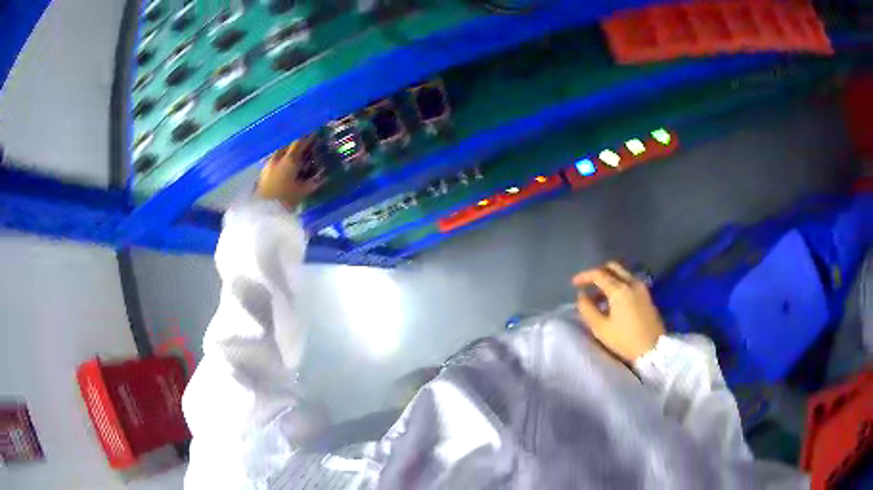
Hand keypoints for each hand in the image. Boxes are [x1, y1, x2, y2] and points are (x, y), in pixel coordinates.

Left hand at [256, 136, 323, 209]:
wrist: (263, 211)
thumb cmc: (285, 200)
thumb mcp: (303, 192)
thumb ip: (314, 182)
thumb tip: (324, 175)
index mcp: (290, 160)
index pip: (300, 143)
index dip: (309, 139)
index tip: (316, 135)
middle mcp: (278, 158)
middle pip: (288, 147)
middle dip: (297, 146)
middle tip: (305, 150)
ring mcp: (268, 165)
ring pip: (279, 153)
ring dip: (287, 153)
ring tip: (294, 160)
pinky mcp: (262, 174)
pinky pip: (273, 162)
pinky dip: (280, 162)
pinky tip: (283, 169)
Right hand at [573, 261, 665, 362]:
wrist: (653, 349)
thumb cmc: (625, 340)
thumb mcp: (600, 328)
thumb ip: (587, 309)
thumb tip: (581, 296)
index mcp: (619, 289)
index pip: (598, 274)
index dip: (584, 276)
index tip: (574, 284)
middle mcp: (632, 282)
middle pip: (612, 267)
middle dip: (598, 272)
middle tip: (587, 284)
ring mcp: (641, 287)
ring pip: (622, 273)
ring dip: (608, 278)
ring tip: (598, 296)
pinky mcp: (647, 294)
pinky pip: (629, 281)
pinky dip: (618, 284)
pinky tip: (612, 300)